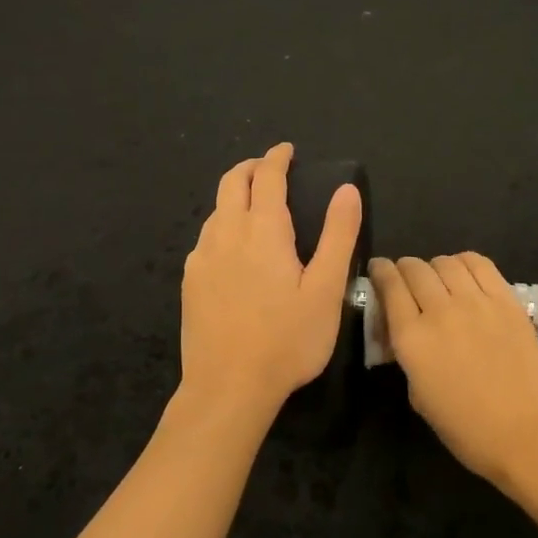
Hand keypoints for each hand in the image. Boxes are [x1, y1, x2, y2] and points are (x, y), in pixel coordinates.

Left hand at [180, 143, 361, 417]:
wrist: (228, 387)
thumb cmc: (287, 339)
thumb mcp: (326, 289)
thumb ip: (338, 235)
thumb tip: (347, 190)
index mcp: (263, 231)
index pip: (267, 177)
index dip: (277, 158)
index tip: (288, 151)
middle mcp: (226, 234)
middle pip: (231, 183)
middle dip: (250, 167)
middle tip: (270, 168)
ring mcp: (202, 259)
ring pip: (215, 210)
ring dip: (234, 196)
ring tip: (255, 206)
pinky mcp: (190, 283)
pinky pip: (206, 238)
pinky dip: (222, 225)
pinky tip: (233, 249)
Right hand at [367, 253, 537, 486]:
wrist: (524, 433)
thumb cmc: (465, 427)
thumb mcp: (418, 395)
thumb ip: (408, 356)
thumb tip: (407, 333)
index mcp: (412, 339)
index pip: (389, 286)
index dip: (381, 272)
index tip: (379, 270)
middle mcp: (440, 311)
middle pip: (415, 269)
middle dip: (404, 268)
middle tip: (406, 277)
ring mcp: (476, 302)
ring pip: (446, 262)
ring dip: (434, 266)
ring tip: (438, 277)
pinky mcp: (507, 301)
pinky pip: (481, 265)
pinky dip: (465, 262)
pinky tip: (464, 274)